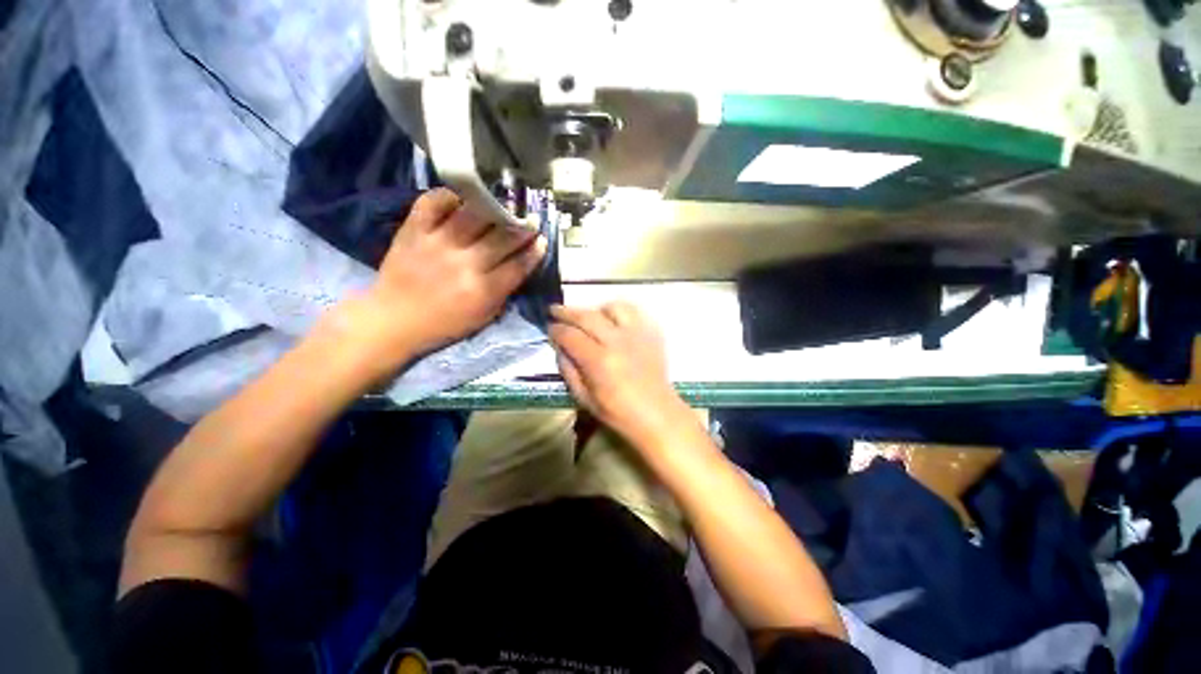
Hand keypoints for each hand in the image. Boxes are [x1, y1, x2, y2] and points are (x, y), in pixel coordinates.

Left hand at [335, 189, 545, 370]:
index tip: (542, 241)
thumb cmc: (444, 324)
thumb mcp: (483, 316)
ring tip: (501, 207)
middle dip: (522, 228)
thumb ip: (504, 291)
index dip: (534, 251)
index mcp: (483, 290)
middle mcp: (465, 263)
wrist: (393, 319)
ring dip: (494, 209)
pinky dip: (449, 196)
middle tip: (530, 221)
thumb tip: (521, 265)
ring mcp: (438, 243)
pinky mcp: (414, 231)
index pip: (519, 264)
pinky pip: (433, 202)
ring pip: (474, 215)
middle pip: (503, 237)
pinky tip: (461, 199)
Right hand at [550, 302, 693, 447]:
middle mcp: (617, 342)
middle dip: (567, 311)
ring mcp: (637, 335)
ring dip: (596, 309)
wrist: (657, 413)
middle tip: (555, 310)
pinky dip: (620, 312)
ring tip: (589, 317)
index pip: (570, 336)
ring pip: (613, 308)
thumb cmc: (618, 412)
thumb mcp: (583, 398)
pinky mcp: (651, 334)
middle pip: (587, 317)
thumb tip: (559, 347)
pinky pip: (634, 312)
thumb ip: (568, 370)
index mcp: (599, 361)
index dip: (556, 330)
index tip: (549, 328)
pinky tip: (613, 321)